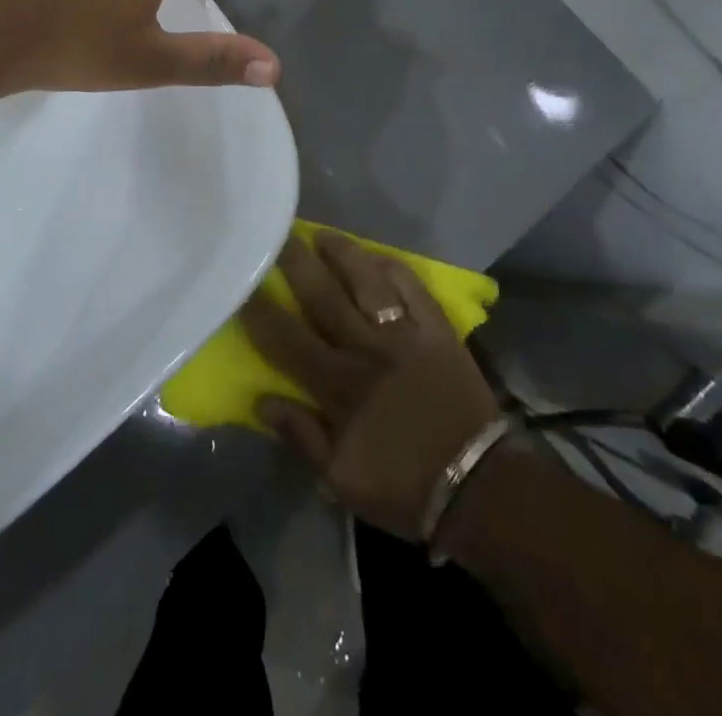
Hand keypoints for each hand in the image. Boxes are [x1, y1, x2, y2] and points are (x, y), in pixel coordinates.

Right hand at [240, 232, 501, 539]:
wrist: (478, 488)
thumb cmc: (404, 488)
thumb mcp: (340, 480)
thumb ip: (300, 436)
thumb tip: (261, 400)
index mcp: (338, 385)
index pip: (287, 338)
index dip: (261, 309)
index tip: (242, 283)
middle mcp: (366, 348)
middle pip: (323, 295)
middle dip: (296, 263)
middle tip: (276, 234)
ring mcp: (405, 333)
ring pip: (366, 281)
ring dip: (342, 253)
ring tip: (321, 233)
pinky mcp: (437, 329)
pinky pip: (412, 287)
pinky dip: (392, 268)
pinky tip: (376, 256)